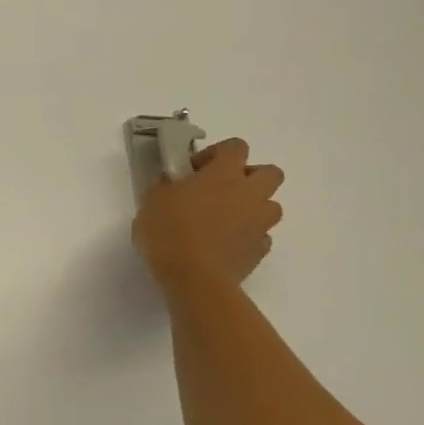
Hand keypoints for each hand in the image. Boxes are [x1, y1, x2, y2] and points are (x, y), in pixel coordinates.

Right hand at [132, 137, 284, 288]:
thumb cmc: (169, 232)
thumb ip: (166, 186)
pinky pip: (260, 236)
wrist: (194, 278)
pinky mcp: (260, 250)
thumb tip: (174, 183)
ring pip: (271, 205)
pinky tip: (224, 245)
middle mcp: (249, 193)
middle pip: (270, 172)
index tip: (194, 170)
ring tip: (224, 220)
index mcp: (223, 175)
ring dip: (252, 208)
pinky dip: (247, 236)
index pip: (236, 146)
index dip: (217, 153)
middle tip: (221, 190)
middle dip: (249, 177)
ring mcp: (259, 223)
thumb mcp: (152, 201)